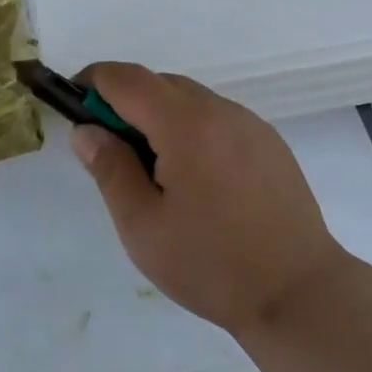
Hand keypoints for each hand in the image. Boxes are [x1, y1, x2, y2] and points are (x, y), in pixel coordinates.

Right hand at [70, 63, 353, 337]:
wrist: (298, 293)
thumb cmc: (212, 264)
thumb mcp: (143, 226)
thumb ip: (110, 169)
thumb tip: (86, 130)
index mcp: (186, 125)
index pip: (127, 79)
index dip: (93, 82)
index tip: (73, 106)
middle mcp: (221, 110)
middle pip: (159, 83)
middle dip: (125, 102)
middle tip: (111, 150)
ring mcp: (250, 123)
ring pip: (190, 99)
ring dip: (159, 116)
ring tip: (154, 172)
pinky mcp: (269, 142)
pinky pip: (217, 118)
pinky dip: (192, 129)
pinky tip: (197, 179)